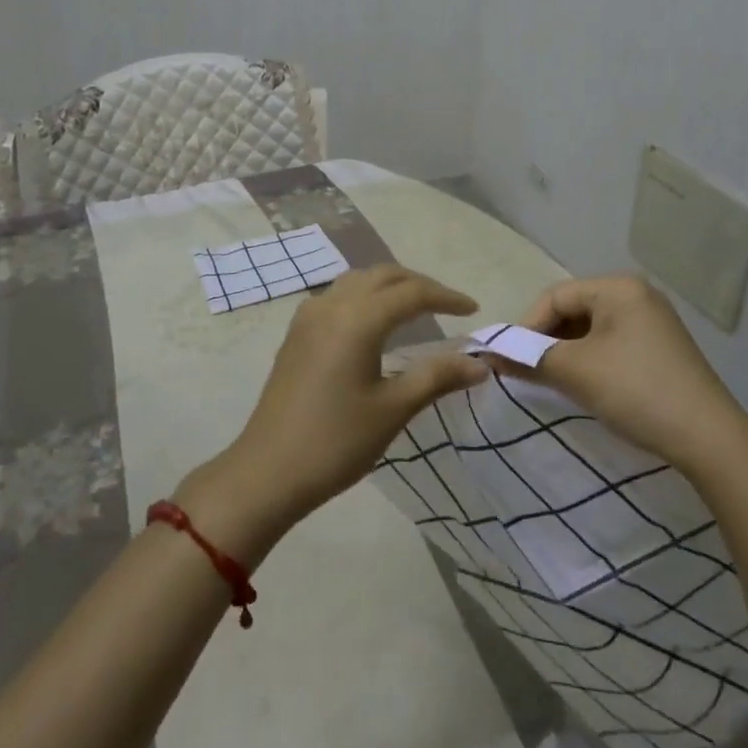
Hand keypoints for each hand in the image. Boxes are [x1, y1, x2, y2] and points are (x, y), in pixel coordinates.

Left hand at [178, 265, 486, 560]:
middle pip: (384, 276)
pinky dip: (365, 296)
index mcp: (358, 319)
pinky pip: (338, 295)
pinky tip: (373, 322)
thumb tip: (479, 364)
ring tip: (416, 308)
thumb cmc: (336, 442)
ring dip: (390, 285)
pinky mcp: (297, 332)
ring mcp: (309, 315)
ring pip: (358, 281)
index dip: (446, 297)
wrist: (267, 472)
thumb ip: (437, 377)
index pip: (412, 293)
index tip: (473, 309)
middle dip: (419, 284)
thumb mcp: (393, 409)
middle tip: (449, 305)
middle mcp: (332, 304)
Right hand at [509, 275, 747, 469]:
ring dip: (566, 352)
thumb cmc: (637, 390)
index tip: (508, 359)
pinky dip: (590, 360)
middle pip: (574, 310)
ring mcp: (653, 322)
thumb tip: (492, 354)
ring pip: (591, 329)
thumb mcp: (576, 371)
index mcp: (618, 287)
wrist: (710, 440)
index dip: (527, 326)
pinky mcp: (661, 349)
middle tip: (526, 371)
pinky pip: (612, 343)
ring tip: (551, 380)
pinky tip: (583, 385)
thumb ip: (530, 358)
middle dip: (546, 340)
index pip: (556, 296)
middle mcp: (637, 295)